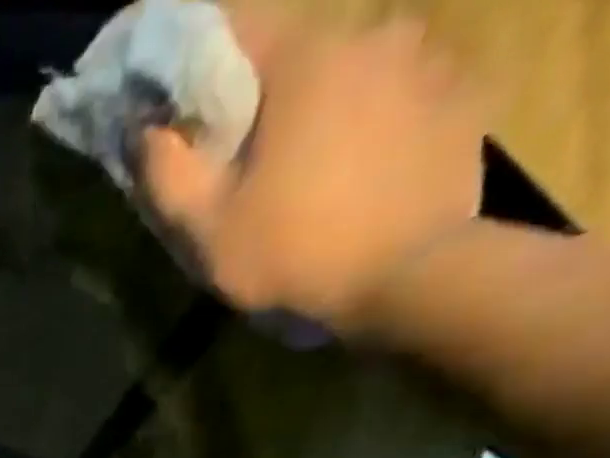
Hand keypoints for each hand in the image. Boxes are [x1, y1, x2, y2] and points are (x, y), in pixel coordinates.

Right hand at [133, 7, 486, 333]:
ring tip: (315, 173)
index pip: (238, 27)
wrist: (409, 278)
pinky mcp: (464, 95)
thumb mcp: (207, 228)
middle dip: (271, 98)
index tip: (186, 109)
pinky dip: (379, 125)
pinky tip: (365, 174)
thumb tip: (144, 128)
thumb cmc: (293, 251)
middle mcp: (373, 34)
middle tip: (253, 159)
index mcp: (304, 56)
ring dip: (330, 110)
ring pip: (355, 73)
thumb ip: (166, 173)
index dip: (203, 67)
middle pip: (300, 54)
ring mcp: (429, 59)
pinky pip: (403, 97)